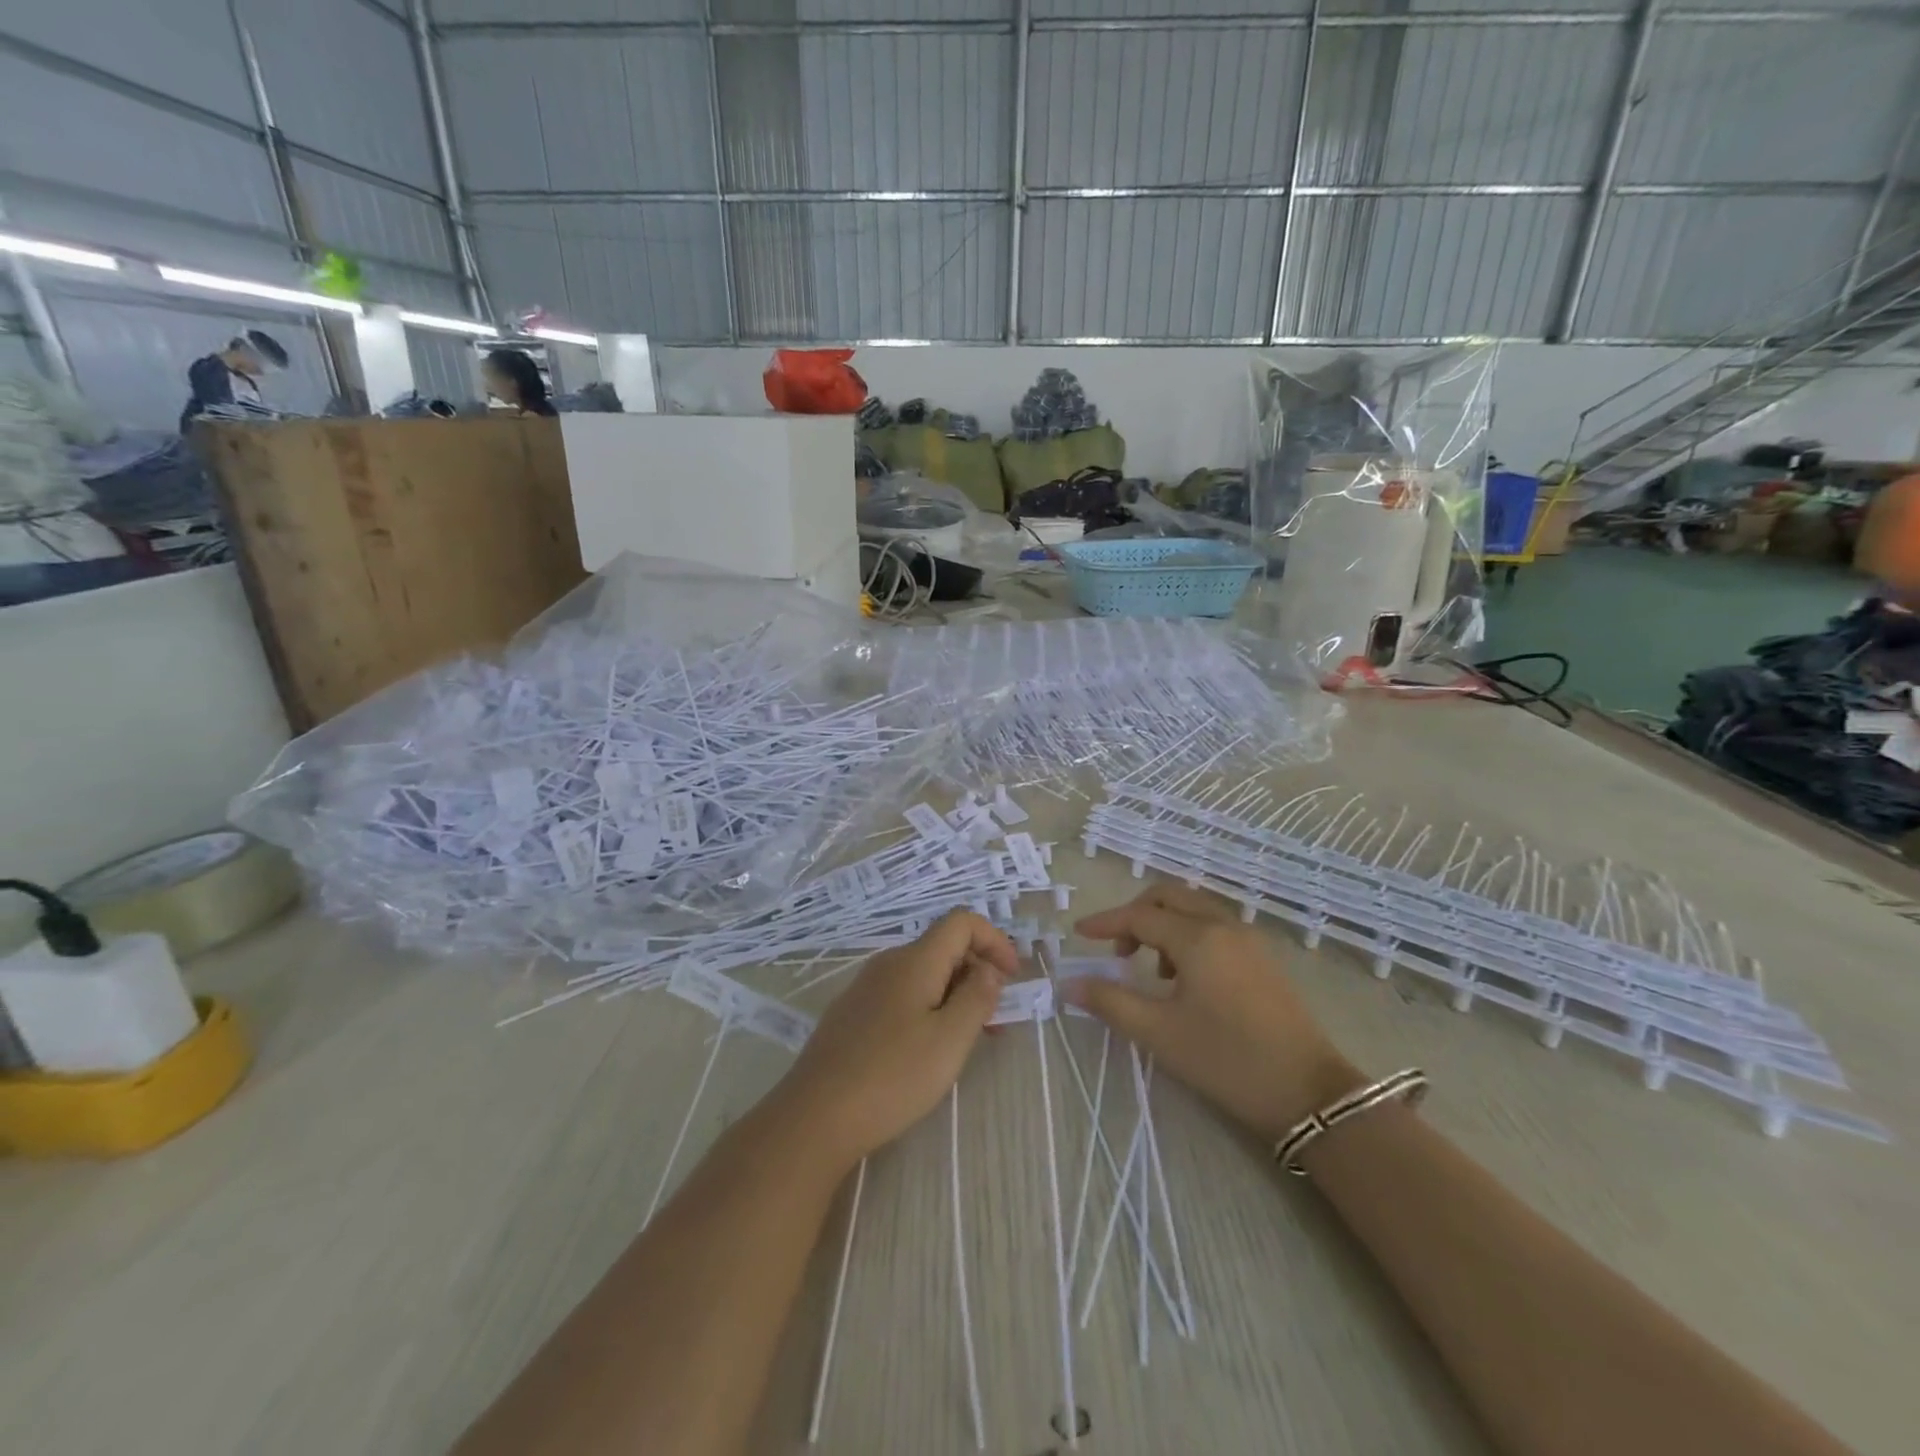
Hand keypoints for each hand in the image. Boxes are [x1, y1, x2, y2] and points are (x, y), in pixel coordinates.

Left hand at [776, 910, 1017, 1171]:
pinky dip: (928, 1008)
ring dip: (954, 995)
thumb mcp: (949, 1040)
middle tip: (995, 1020)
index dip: (994, 941)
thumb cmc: (891, 1076)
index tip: (1012, 979)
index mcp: (914, 960)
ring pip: (923, 975)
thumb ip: (977, 998)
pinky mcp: (853, 1015)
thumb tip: (989, 970)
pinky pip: (902, 995)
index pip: (961, 922)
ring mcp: (865, 988)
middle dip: (977, 973)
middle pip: (943, 947)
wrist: (814, 1116)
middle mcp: (888, 963)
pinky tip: (927, 1050)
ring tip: (968, 1040)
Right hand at [1066, 881, 1364, 1143]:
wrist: (1309, 1094)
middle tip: (1119, 949)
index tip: (1078, 934)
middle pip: (1169, 897)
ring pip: (1194, 910)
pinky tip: (1186, 980)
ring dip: (1164, 925)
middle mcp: (1223, 926)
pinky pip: (1215, 927)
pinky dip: (1189, 936)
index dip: (1105, 923)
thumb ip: (1110, 1002)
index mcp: (1197, 938)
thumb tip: (1070, 984)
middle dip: (1136, 914)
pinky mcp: (1263, 958)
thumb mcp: (1159, 1033)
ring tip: (1152, 971)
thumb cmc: (1227, 1060)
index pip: (1139, 916)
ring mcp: (1249, 940)